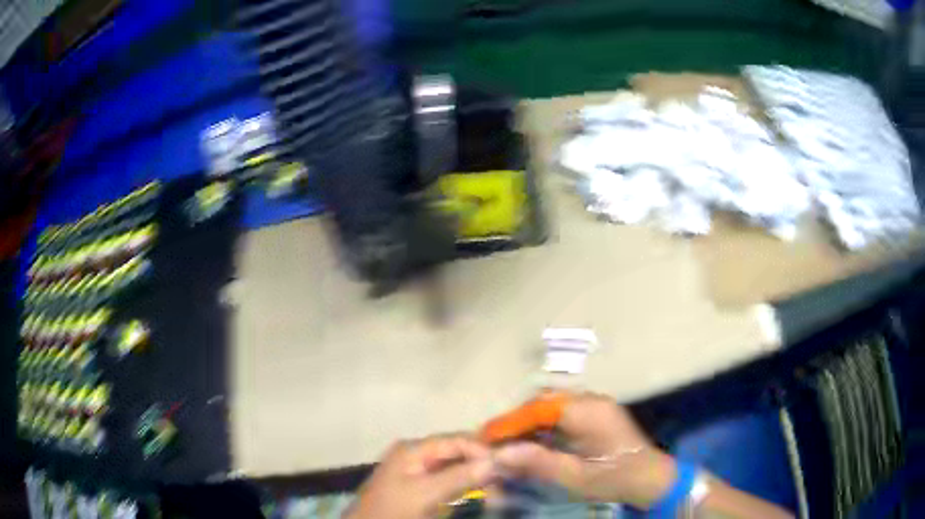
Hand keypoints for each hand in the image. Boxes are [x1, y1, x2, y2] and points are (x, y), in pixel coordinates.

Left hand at [346, 436, 495, 518]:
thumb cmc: (394, 509)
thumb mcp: (426, 494)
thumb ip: (459, 476)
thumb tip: (494, 460)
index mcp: (413, 449)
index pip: (456, 439)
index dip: (481, 449)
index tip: (505, 465)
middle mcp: (416, 454)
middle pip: (455, 451)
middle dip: (479, 461)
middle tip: (504, 476)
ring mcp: (417, 470)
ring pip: (454, 466)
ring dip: (474, 474)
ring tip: (496, 485)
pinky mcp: (419, 486)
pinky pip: (447, 479)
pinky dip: (464, 484)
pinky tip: (478, 492)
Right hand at [493, 392, 676, 508]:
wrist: (650, 478)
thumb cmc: (615, 479)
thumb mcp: (575, 477)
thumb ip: (539, 462)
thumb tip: (500, 454)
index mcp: (589, 412)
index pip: (539, 407)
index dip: (510, 421)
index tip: (486, 437)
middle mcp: (591, 400)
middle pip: (543, 401)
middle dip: (516, 419)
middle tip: (495, 441)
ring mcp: (595, 405)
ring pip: (550, 405)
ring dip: (527, 421)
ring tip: (508, 442)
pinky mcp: (595, 413)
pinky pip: (561, 412)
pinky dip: (542, 425)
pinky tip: (532, 442)